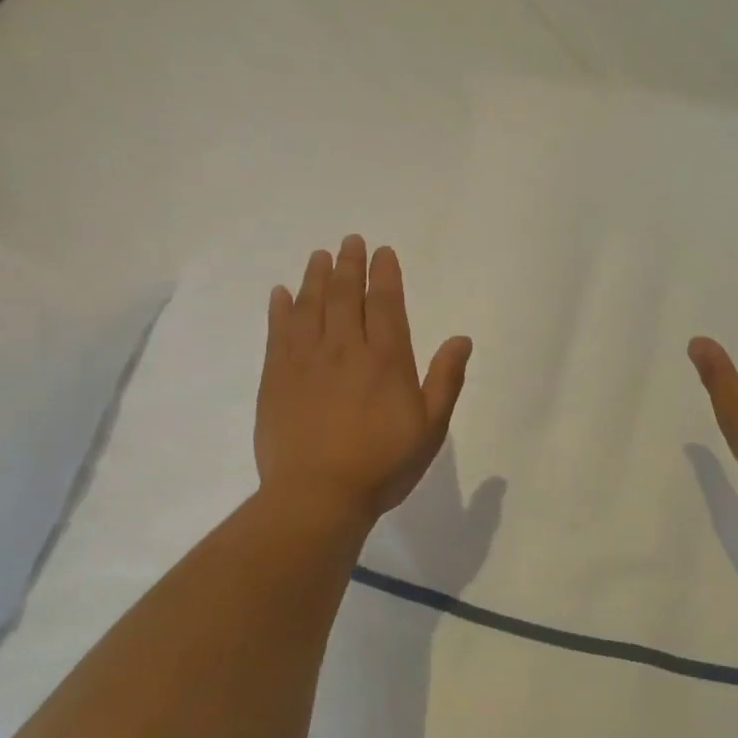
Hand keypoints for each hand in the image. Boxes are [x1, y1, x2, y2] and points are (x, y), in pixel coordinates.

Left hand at [256, 236, 471, 526]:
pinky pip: (277, 332)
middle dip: (348, 265)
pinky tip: (281, 294)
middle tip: (349, 241)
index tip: (382, 252)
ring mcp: (305, 361)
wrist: (317, 495)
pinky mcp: (276, 378)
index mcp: (385, 359)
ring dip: (315, 277)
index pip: (385, 303)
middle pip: (344, 295)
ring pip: (310, 306)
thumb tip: (461, 339)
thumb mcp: (430, 428)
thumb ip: (445, 380)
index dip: (384, 274)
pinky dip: (280, 309)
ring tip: (319, 256)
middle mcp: (344, 349)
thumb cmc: (382, 465)